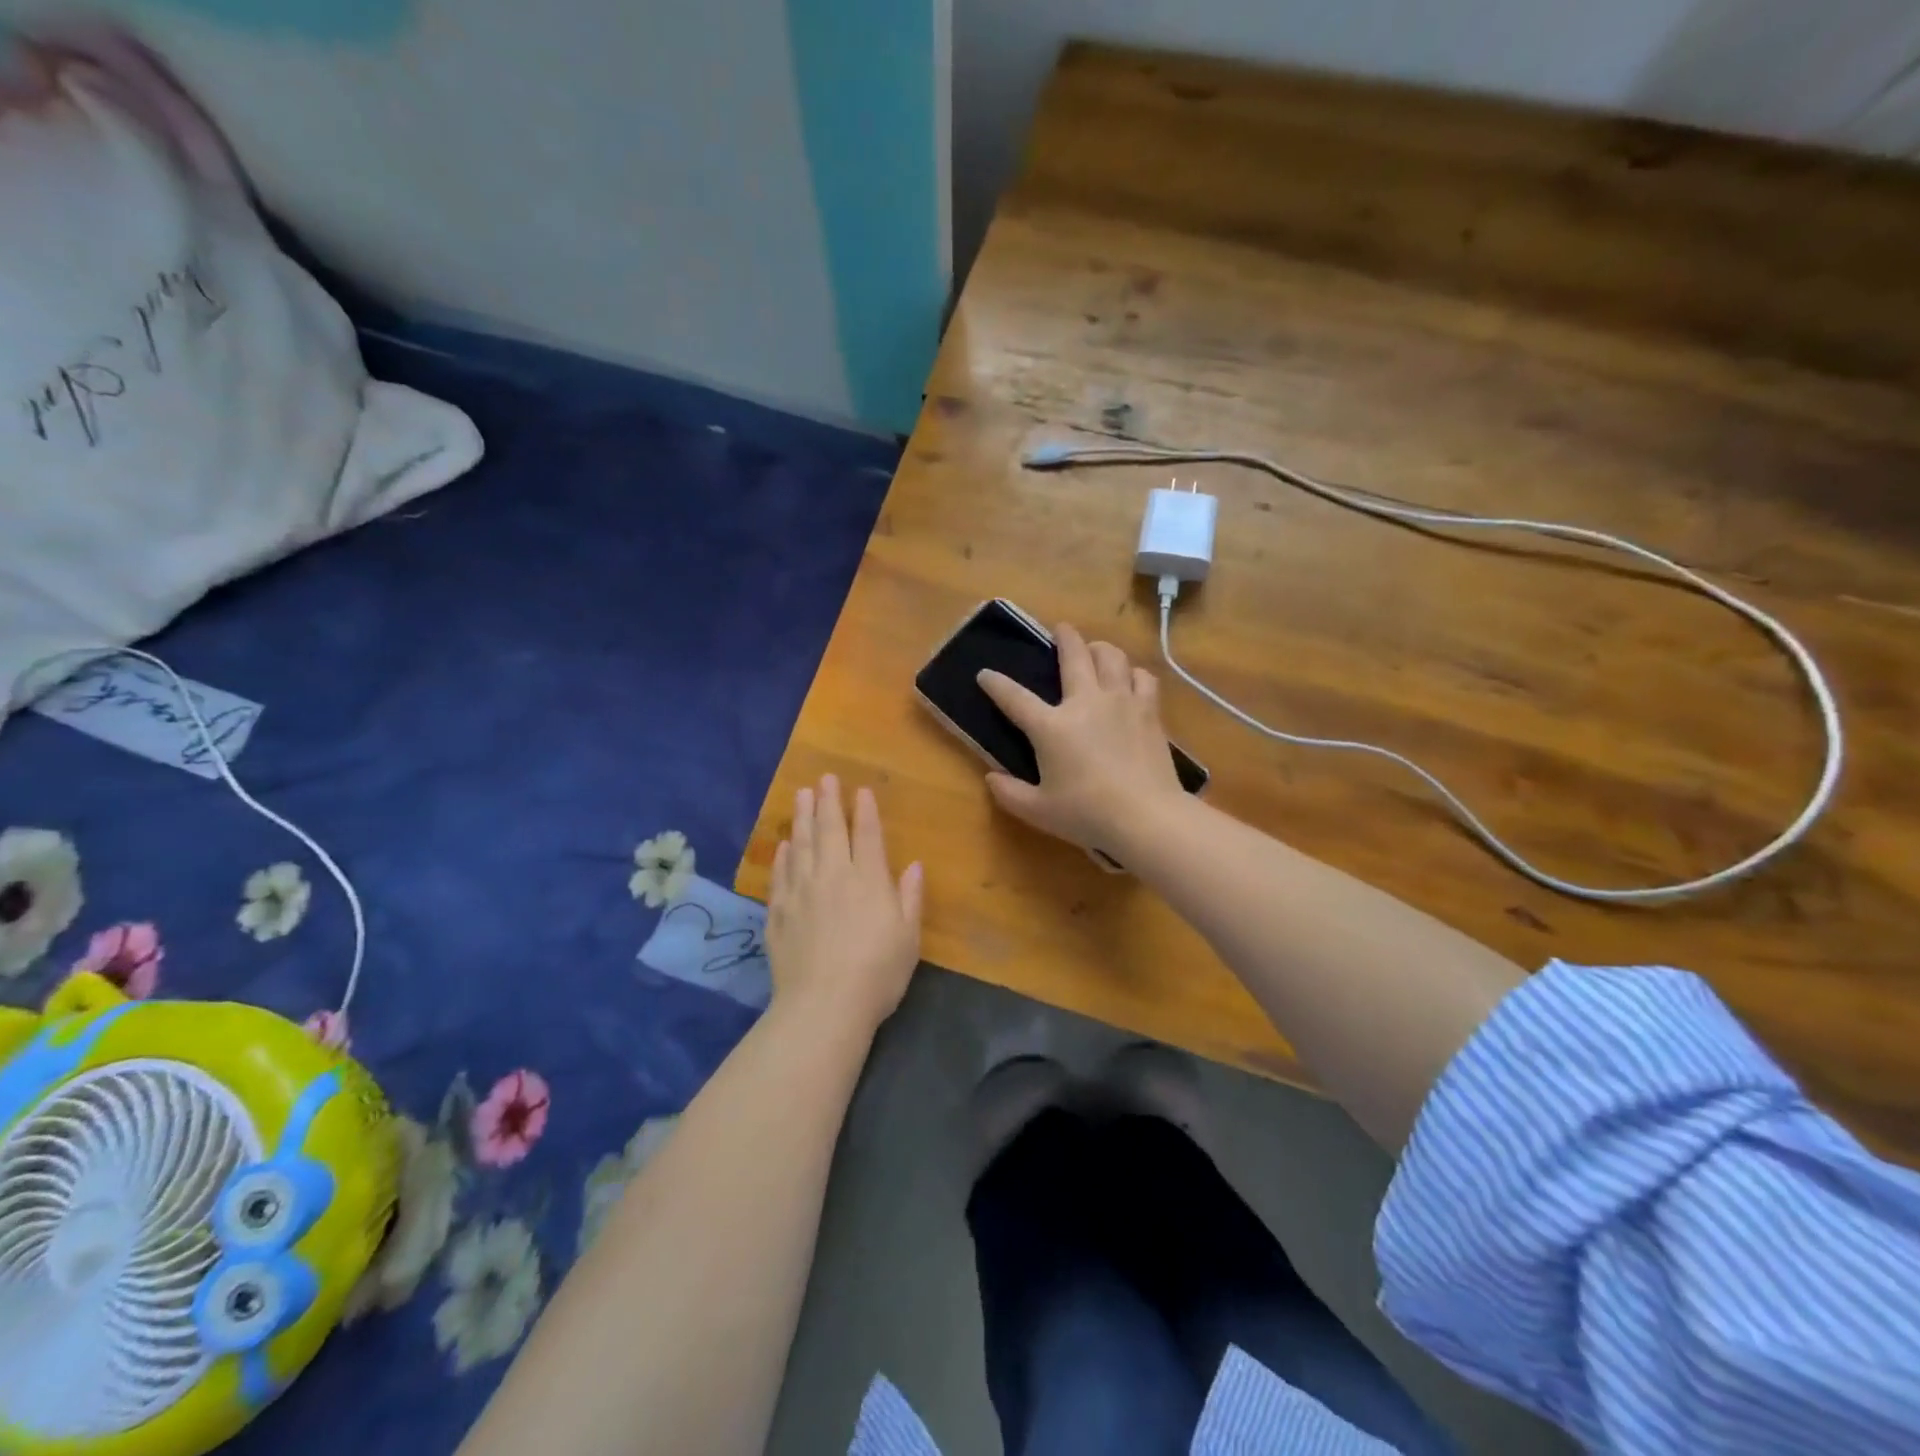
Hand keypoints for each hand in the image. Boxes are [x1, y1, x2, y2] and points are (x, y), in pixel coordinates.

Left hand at [767, 775, 923, 1036]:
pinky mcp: (778, 913)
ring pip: (801, 845)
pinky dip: (782, 856)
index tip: (860, 790)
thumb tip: (914, 865)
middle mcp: (832, 876)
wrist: (823, 1005)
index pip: (866, 835)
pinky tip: (783, 846)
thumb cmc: (877, 973)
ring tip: (800, 795)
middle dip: (827, 802)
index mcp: (868, 880)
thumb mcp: (908, 937)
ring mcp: (801, 892)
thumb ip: (909, 897)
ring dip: (801, 818)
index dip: (864, 810)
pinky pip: (780, 875)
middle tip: (823, 778)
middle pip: (829, 830)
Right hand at [977, 623, 1185, 852]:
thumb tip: (991, 779)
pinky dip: (1133, 673)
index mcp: (1051, 726)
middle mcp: (1085, 702)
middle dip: (1064, 637)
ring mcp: (1121, 702)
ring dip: (1100, 648)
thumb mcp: (1038, 811)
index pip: (1015, 698)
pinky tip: (1131, 678)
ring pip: (1112, 657)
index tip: (984, 674)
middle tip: (1060, 629)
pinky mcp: (1149, 711)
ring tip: (1096, 650)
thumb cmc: (1087, 814)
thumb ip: (1010, 793)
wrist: (1146, 816)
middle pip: (1073, 655)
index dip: (996, 684)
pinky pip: (1142, 678)